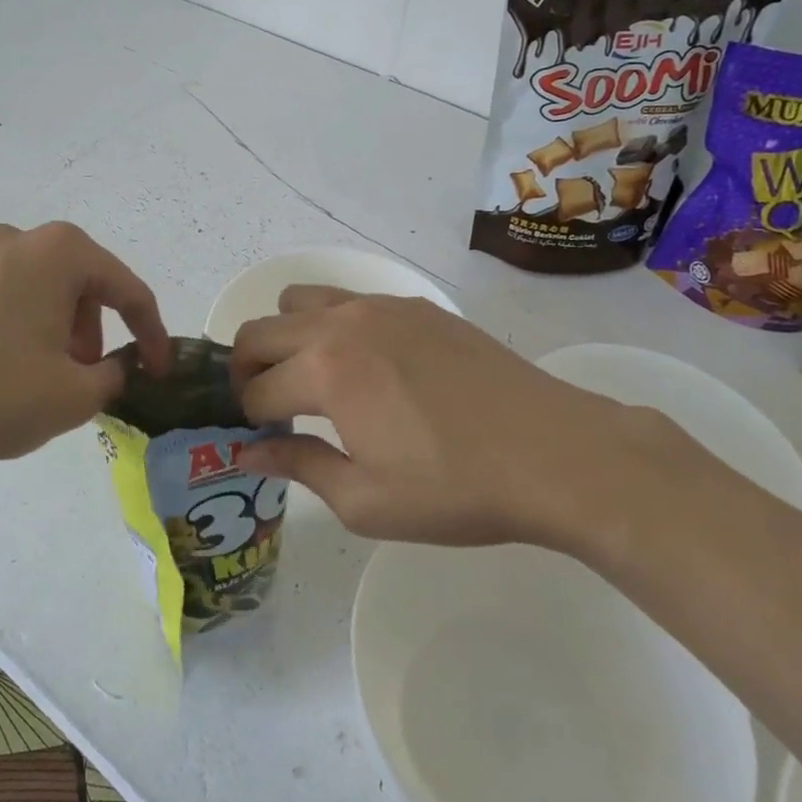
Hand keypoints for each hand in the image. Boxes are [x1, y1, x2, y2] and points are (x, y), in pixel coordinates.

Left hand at [0, 223, 171, 491]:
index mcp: (58, 252)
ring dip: (59, 328)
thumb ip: (115, 375)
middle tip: (89, 376)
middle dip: (96, 330)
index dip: (152, 333)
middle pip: (82, 283)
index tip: (159, 370)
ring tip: (45, 376)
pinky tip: (5, 367)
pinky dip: (22, 325)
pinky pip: (5, 295)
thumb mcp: (74, 396)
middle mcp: (18, 239)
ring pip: (42, 289)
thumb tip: (118, 367)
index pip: (127, 289)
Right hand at [230, 287, 687, 549]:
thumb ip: (298, 466)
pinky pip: (349, 300)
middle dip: (246, 370)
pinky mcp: (415, 305)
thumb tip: (248, 450)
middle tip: (269, 408)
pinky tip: (370, 368)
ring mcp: (380, 306)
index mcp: (325, 372)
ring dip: (287, 337)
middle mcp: (341, 324)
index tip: (258, 441)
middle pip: (260, 331)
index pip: (255, 390)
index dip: (246, 420)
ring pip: (300, 300)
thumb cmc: (456, 489)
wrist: (555, 453)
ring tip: (314, 378)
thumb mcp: (367, 501)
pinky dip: (333, 326)